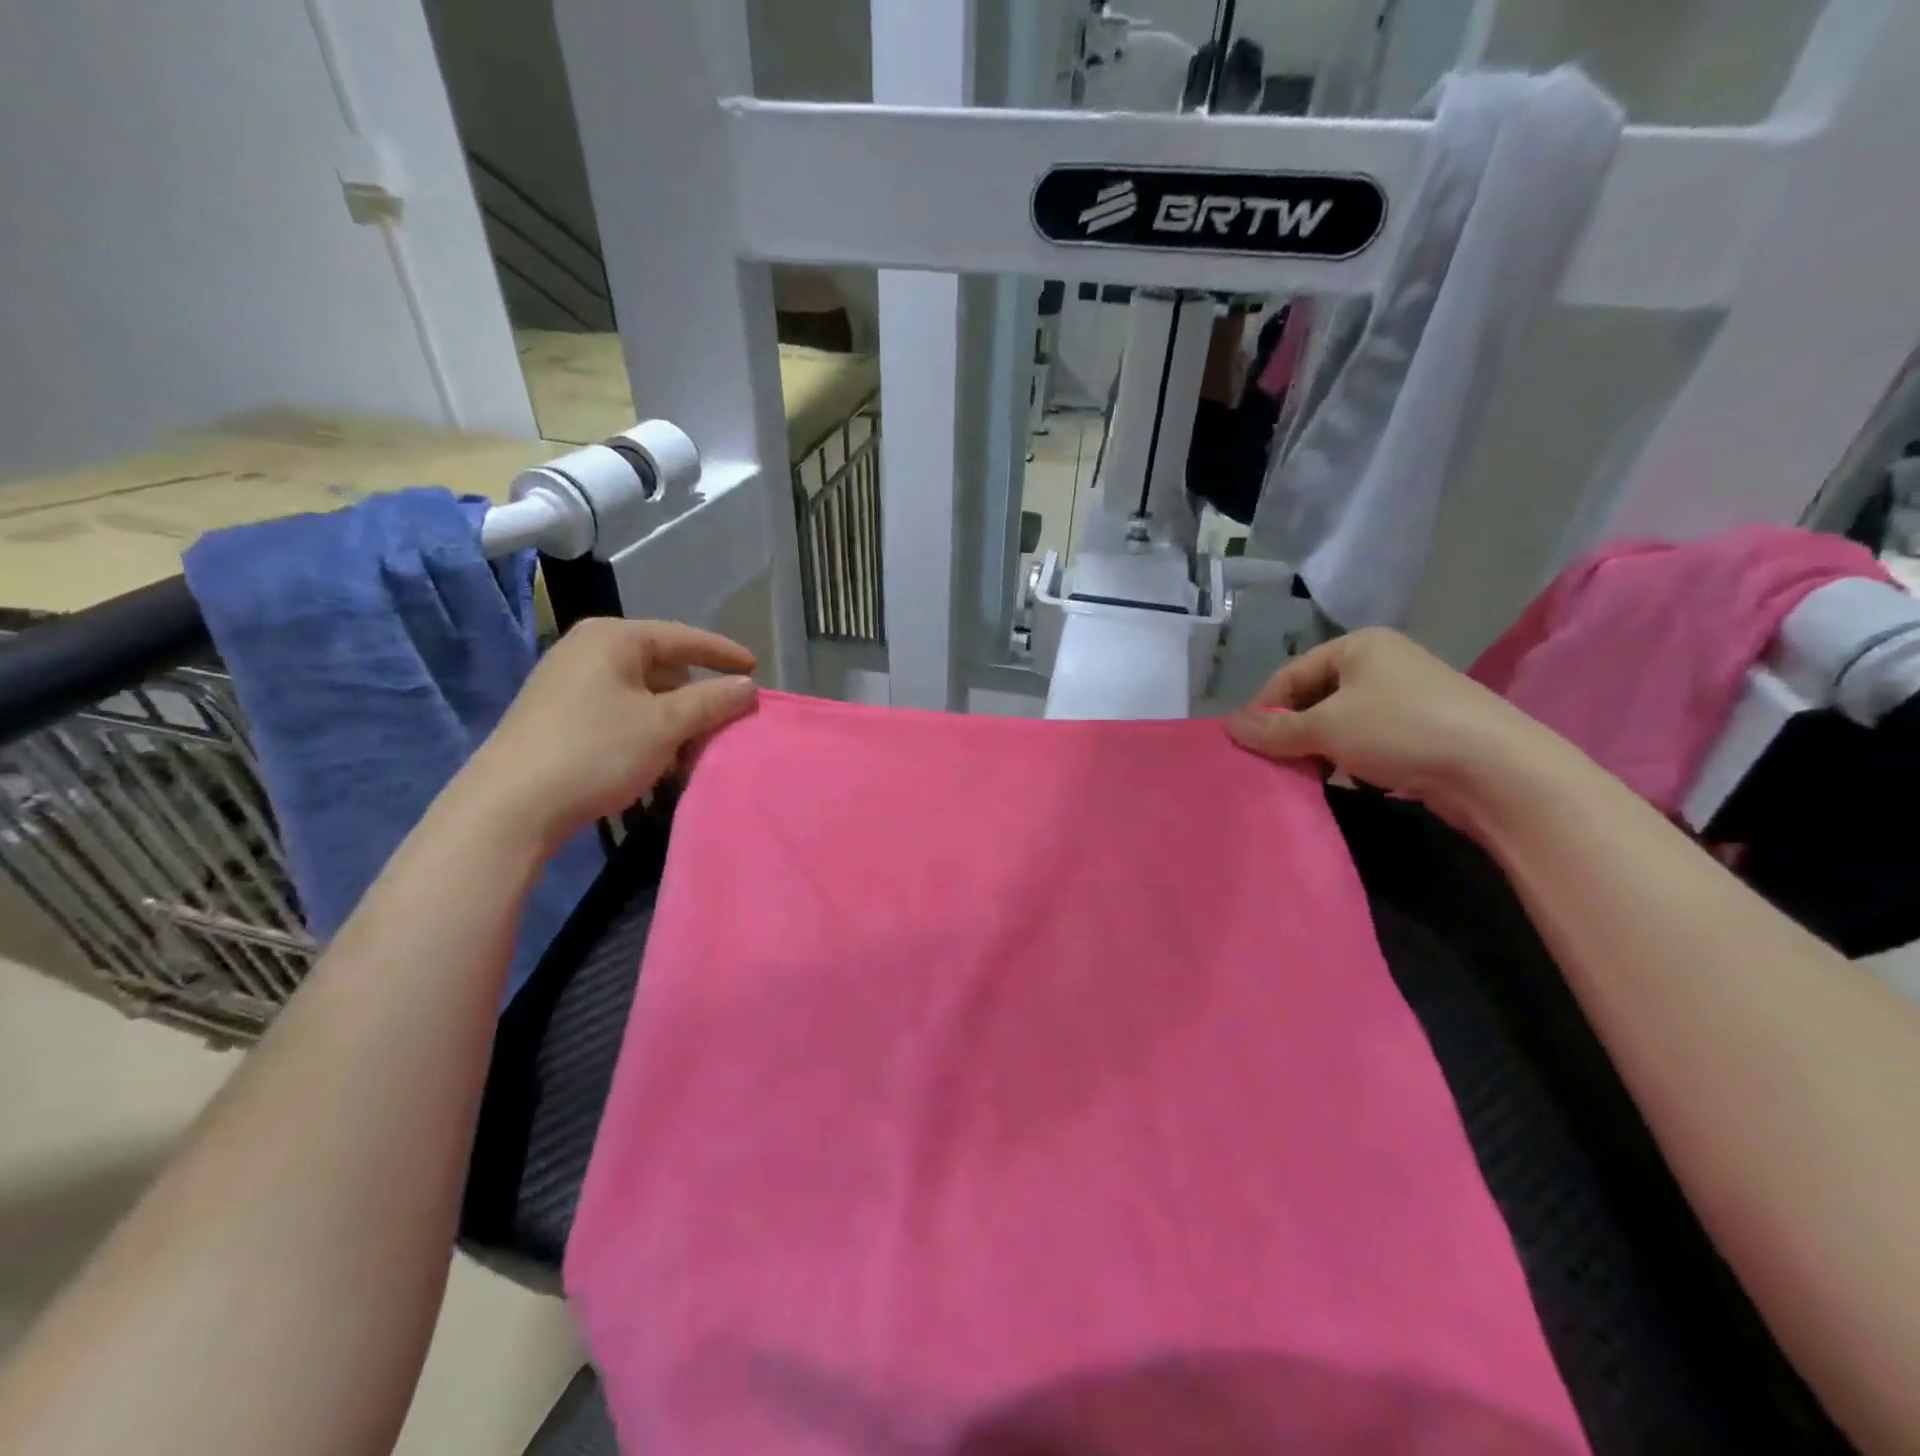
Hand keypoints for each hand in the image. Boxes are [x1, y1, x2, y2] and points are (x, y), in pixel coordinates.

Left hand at [453, 617, 757, 846]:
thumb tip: (748, 686)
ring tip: (694, 746)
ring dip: (673, 716)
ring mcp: (567, 681)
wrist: (509, 807)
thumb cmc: (595, 751)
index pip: (683, 637)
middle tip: (725, 719)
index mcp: (613, 638)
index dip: (723, 653)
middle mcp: (587, 649)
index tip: (756, 668)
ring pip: (641, 691)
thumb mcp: (664, 725)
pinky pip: (619, 709)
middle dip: (697, 693)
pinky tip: (657, 757)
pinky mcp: (558, 714)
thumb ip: (712, 701)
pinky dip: (646, 727)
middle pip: (662, 664)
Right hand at [1225, 628, 1566, 827]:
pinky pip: (1371, 741)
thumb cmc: (1399, 730)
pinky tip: (1351, 782)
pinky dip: (1353, 761)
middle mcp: (1384, 663)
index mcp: (1359, 646)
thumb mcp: (1325, 728)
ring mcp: (1409, 696)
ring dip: (1322, 751)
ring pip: (1343, 723)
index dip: (1265, 709)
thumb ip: (1273, 728)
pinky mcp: (1427, 730)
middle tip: (1278, 765)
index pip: (1290, 674)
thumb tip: (1228, 725)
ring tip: (1312, 778)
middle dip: (1294, 733)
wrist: (1497, 769)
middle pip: (1316, 698)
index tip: (1249, 746)